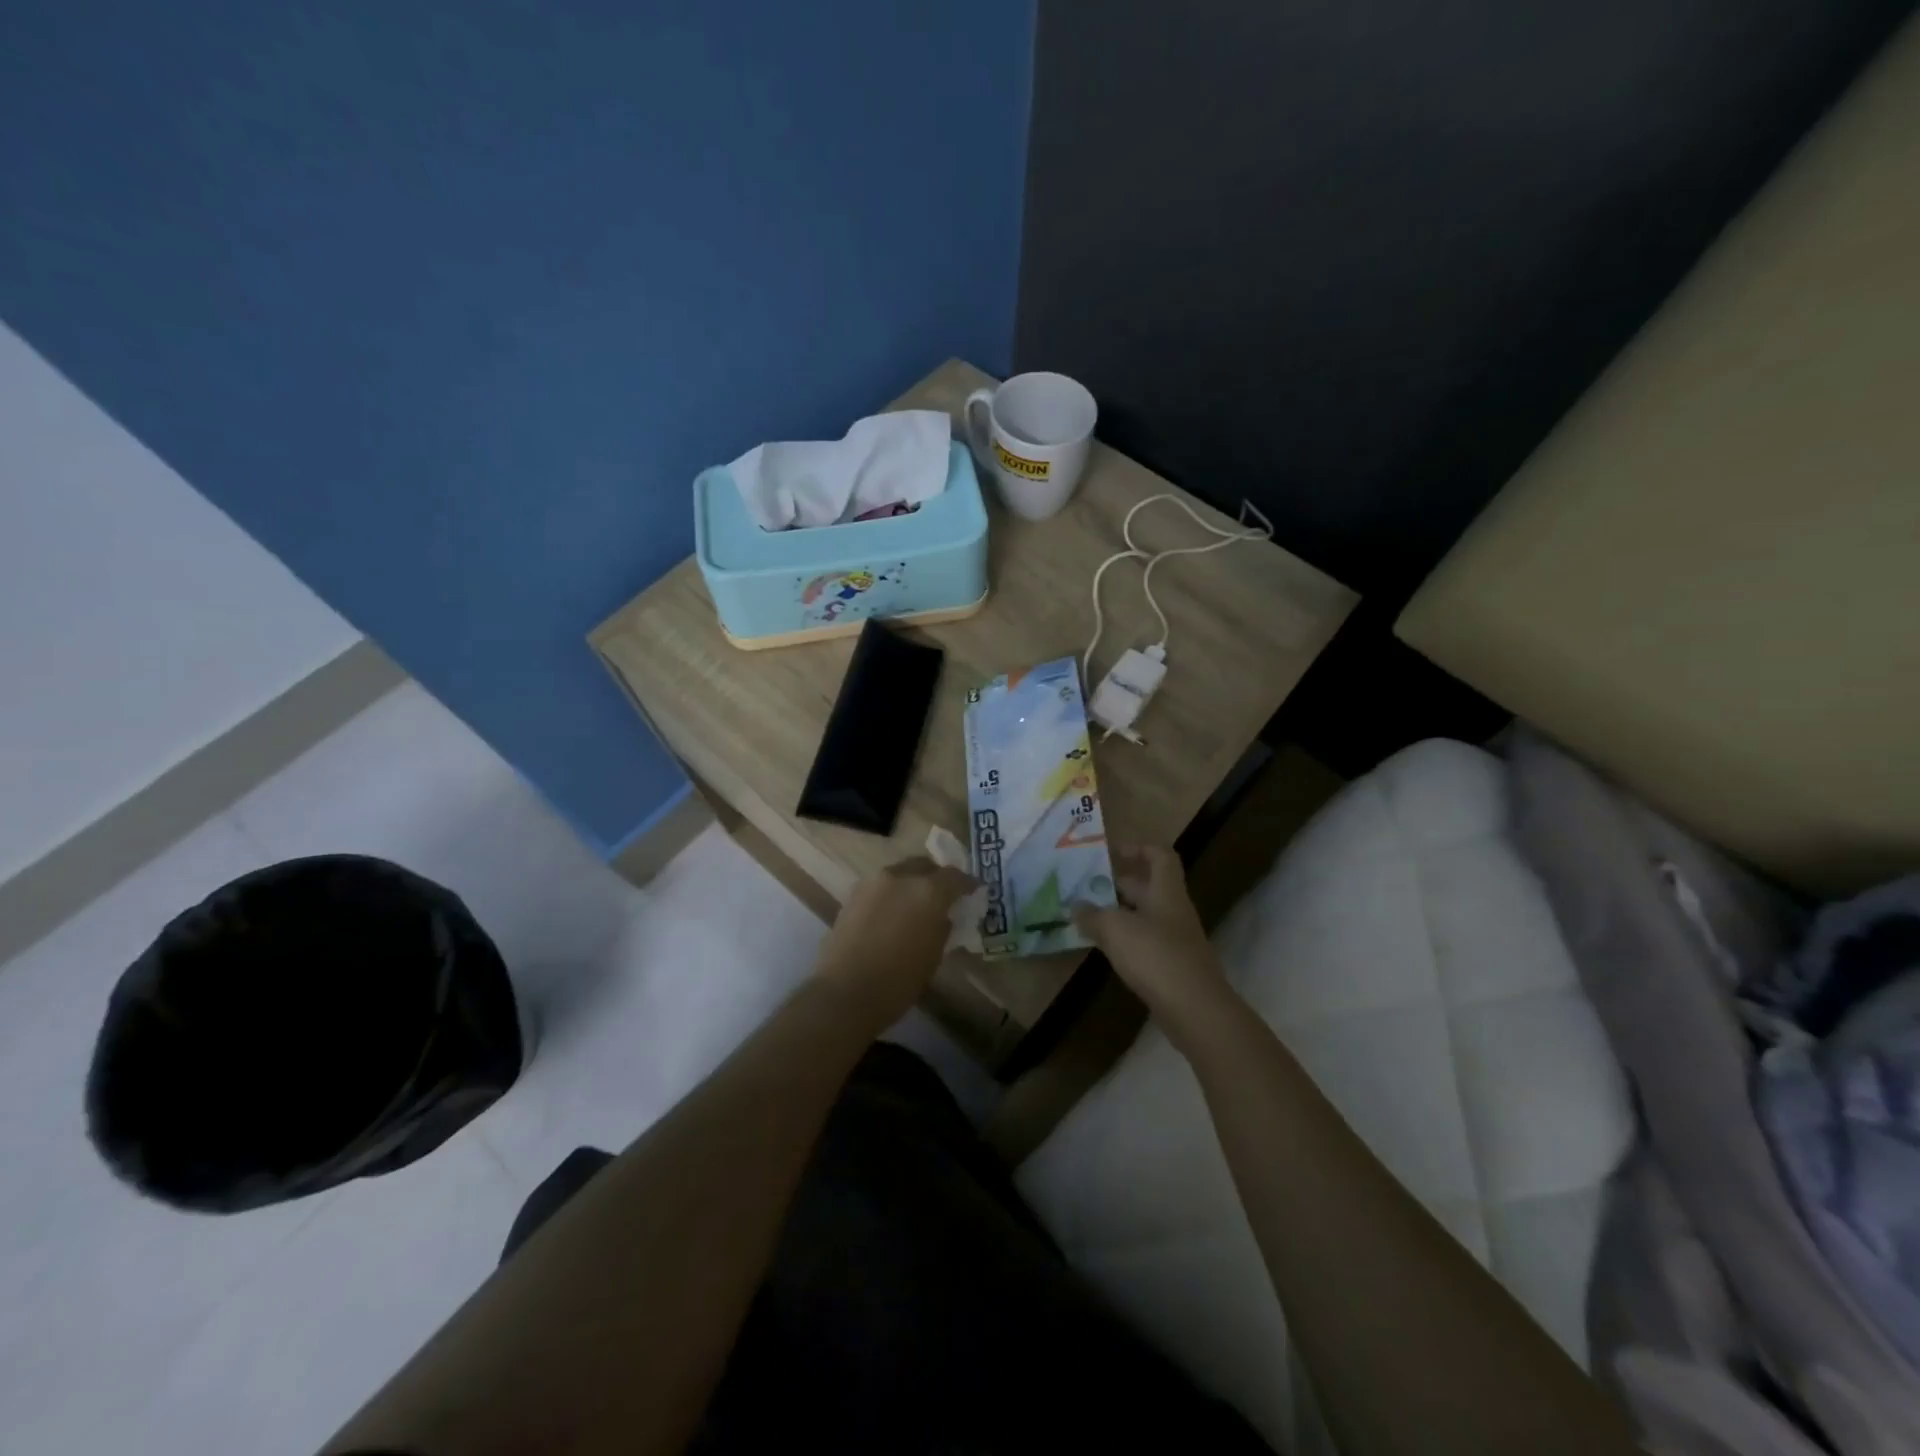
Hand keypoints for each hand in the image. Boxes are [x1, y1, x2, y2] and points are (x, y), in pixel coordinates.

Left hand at [814, 858, 974, 1030]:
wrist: (845, 992)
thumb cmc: (898, 981)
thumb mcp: (933, 956)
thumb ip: (942, 927)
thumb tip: (943, 916)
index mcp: (928, 891)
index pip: (954, 876)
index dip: (966, 884)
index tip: (972, 892)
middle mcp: (901, 877)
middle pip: (925, 865)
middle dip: (936, 877)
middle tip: (943, 895)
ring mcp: (873, 883)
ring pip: (900, 873)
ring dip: (912, 883)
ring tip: (916, 904)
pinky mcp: (853, 894)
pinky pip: (881, 886)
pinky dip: (892, 893)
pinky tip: (893, 913)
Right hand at [1073, 846, 1237, 1043]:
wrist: (1195, 1010)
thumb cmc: (1156, 956)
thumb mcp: (1115, 929)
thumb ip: (1093, 915)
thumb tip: (1076, 906)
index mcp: (1166, 891)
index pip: (1159, 855)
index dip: (1137, 847)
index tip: (1110, 851)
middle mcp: (1173, 910)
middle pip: (1149, 886)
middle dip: (1119, 882)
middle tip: (1087, 884)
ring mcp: (1175, 940)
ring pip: (1144, 915)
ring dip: (1118, 913)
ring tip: (1087, 914)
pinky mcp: (1172, 967)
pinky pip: (1145, 942)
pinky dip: (1124, 940)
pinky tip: (1104, 947)